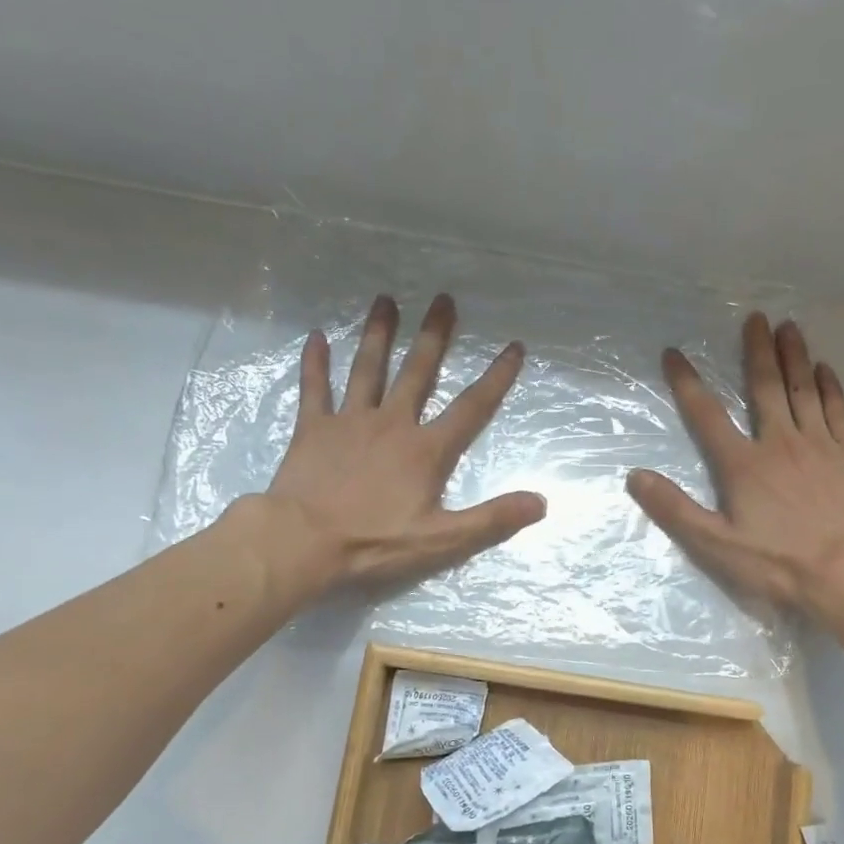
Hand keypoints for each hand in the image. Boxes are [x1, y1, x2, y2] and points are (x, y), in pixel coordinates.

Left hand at [258, 295, 544, 594]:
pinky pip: (315, 388)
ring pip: (367, 369)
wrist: (302, 542)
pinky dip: (315, 363)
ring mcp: (350, 422)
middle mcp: (392, 424)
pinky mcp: (313, 429)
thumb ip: (492, 519)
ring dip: (378, 334)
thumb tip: (541, 502)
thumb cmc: (375, 543)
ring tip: (385, 300)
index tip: (513, 346)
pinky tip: (316, 336)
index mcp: (426, 450)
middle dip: (434, 336)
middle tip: (443, 299)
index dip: (496, 378)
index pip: (471, 408)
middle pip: (418, 372)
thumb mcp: (443, 541)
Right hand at [627, 314, 843, 618]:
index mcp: (743, 465)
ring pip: (803, 389)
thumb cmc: (779, 563)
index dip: (687, 383)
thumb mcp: (715, 545)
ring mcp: (819, 445)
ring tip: (788, 327)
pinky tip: (825, 369)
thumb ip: (675, 510)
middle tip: (754, 317)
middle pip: (764, 387)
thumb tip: (635, 477)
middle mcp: (779, 443)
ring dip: (794, 356)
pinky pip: (837, 410)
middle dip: (756, 350)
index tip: (674, 354)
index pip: (707, 416)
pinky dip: (830, 386)